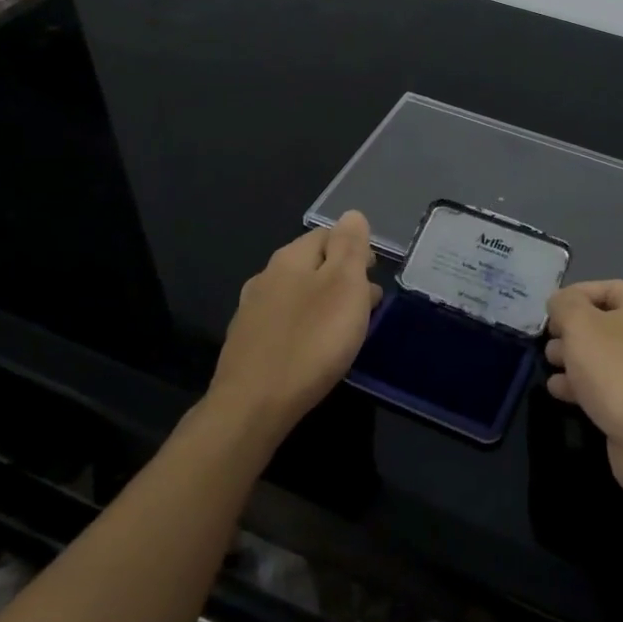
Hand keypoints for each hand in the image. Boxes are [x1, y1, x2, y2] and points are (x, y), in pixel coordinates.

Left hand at [206, 211, 380, 442]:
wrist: (252, 407)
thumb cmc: (311, 341)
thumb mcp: (344, 286)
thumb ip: (350, 246)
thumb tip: (351, 214)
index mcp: (290, 258)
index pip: (328, 234)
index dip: (355, 248)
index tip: (375, 273)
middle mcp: (266, 277)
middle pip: (312, 264)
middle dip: (342, 277)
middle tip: (368, 303)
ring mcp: (251, 312)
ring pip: (298, 294)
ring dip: (324, 302)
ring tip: (346, 327)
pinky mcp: (246, 345)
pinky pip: (284, 322)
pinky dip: (305, 326)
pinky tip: (313, 348)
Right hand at [544, 280, 622, 501]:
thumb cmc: (618, 371)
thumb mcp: (581, 325)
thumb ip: (565, 305)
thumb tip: (560, 302)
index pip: (605, 288)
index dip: (572, 297)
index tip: (547, 314)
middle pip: (606, 322)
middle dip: (571, 332)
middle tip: (548, 343)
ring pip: (607, 355)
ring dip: (575, 359)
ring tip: (550, 366)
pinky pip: (613, 383)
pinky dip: (587, 384)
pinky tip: (560, 391)